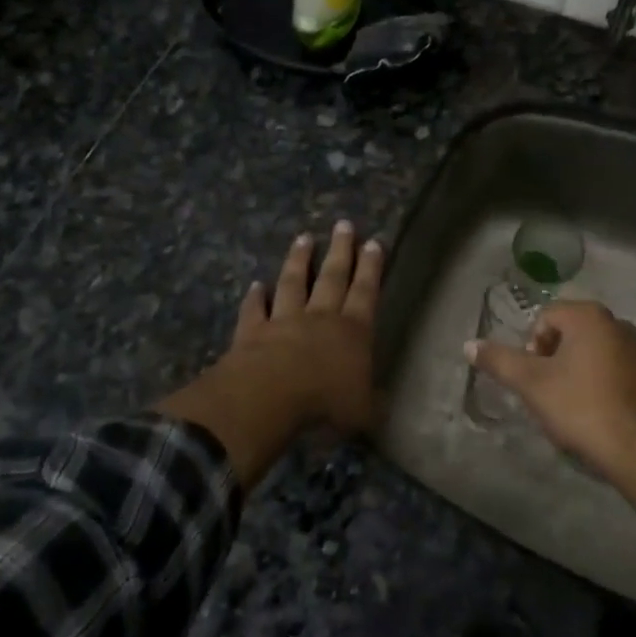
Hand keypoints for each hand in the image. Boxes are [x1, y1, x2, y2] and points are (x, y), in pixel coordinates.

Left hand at [223, 221, 383, 438]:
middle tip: (343, 224)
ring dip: (298, 261)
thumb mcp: (362, 412)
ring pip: (293, 283)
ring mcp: (284, 321)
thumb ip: (372, 404)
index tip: (373, 242)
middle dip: (340, 250)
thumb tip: (382, 405)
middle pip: (332, 277)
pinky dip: (254, 297)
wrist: (269, 398)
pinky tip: (255, 285)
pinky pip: (254, 310)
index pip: (365, 293)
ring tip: (303, 238)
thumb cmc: (324, 403)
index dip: (371, 268)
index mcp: (353, 332)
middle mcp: (320, 318)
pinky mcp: (252, 332)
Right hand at [465, 300, 635, 473]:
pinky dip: (598, 382)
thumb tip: (469, 345)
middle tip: (546, 388)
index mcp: (589, 316)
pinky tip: (592, 410)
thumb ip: (498, 360)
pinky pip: (613, 369)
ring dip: (575, 369)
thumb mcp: (530, 383)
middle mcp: (617, 324)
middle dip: (553, 357)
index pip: (546, 317)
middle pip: (570, 332)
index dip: (532, 345)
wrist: (634, 448)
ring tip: (567, 402)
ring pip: (592, 351)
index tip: (533, 375)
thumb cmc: (578, 405)